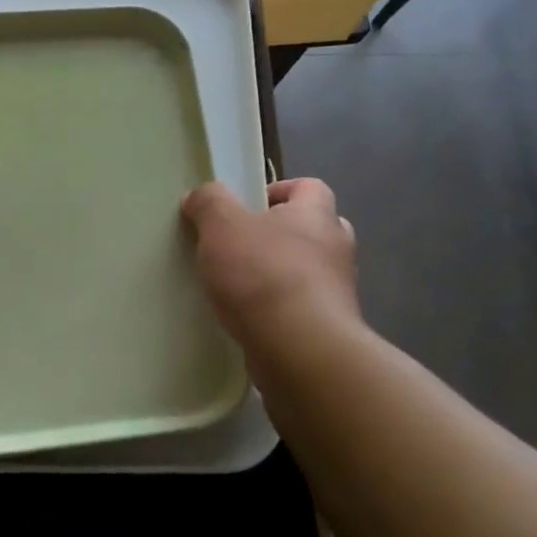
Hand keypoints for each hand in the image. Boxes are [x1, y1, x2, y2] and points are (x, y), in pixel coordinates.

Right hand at [181, 177, 360, 356]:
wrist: (299, 350)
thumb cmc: (263, 274)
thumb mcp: (223, 226)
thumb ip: (209, 203)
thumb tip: (200, 195)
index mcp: (316, 215)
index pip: (311, 187)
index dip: (280, 189)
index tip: (248, 205)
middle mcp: (336, 249)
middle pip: (314, 229)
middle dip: (283, 234)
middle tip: (245, 245)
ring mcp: (337, 293)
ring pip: (310, 272)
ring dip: (282, 275)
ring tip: (241, 286)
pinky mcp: (328, 330)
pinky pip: (303, 310)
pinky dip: (281, 311)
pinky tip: (250, 320)